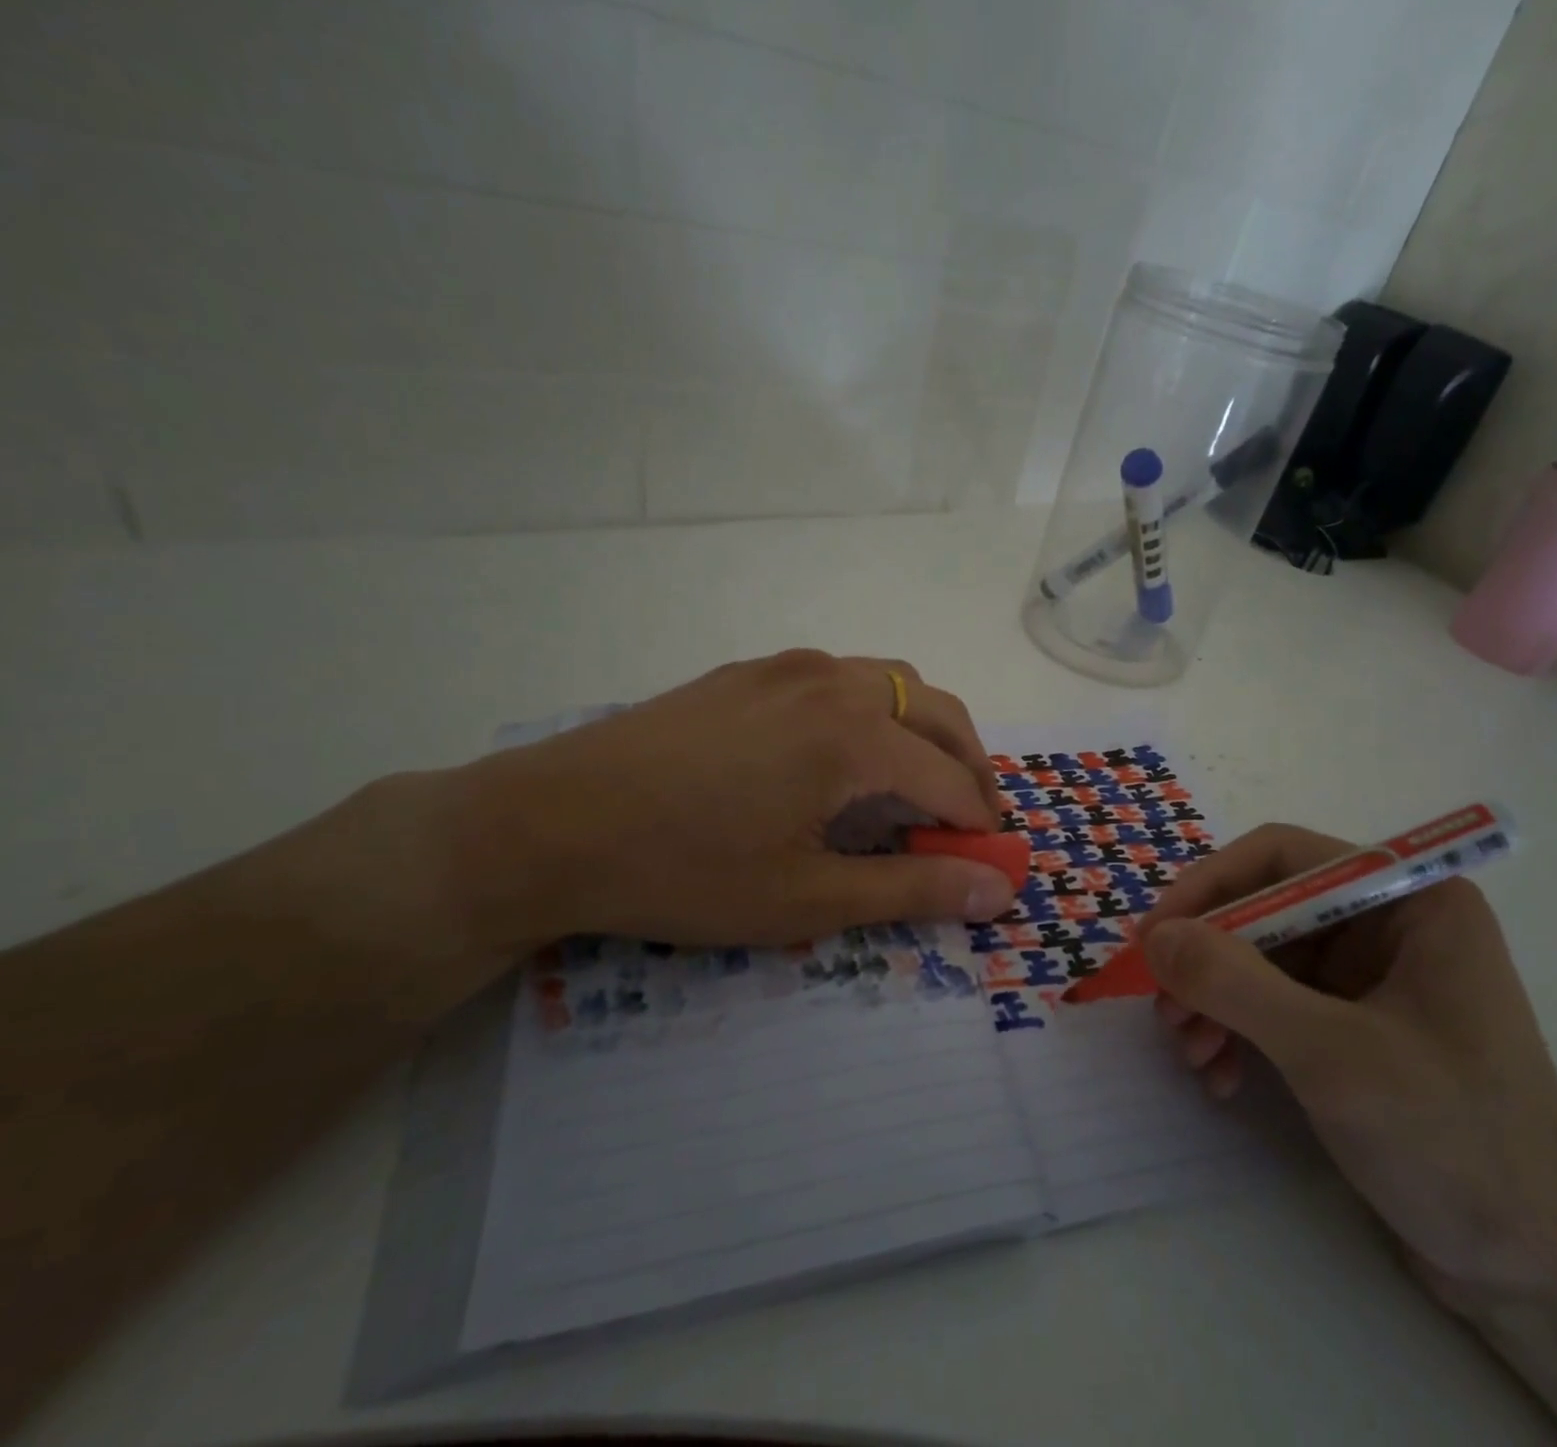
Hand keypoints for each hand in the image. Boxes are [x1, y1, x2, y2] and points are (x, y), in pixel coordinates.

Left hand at [446, 650, 1015, 951]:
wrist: (548, 824)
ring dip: (922, 728)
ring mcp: (786, 667)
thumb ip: (912, 889)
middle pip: (936, 710)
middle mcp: (832, 682)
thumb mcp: (806, 897)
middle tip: (969, 818)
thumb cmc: (685, 870)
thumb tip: (999, 889)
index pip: (950, 778)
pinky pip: (838, 678)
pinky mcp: (746, 671)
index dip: (980, 822)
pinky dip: (872, 711)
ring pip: (890, 681)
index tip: (992, 859)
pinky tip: (841, 754)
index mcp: (854, 735)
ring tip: (915, 782)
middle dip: (968, 764)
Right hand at [1139, 824, 1556, 1303]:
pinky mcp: (1352, 1025)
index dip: (1210, 885)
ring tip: (1193, 1054)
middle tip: (1166, 1010)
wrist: (1536, 1274)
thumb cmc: (1452, 1141)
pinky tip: (1221, 1077)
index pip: (1282, 857)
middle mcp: (1387, 925)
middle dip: (1208, 960)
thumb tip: (1156, 937)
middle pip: (1263, 909)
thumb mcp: (1331, 1053)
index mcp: (1408, 901)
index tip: (1156, 936)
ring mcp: (1369, 977)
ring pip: (1257, 958)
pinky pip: (1271, 1003)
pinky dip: (1236, 1032)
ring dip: (1214, 1001)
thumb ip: (1235, 983)